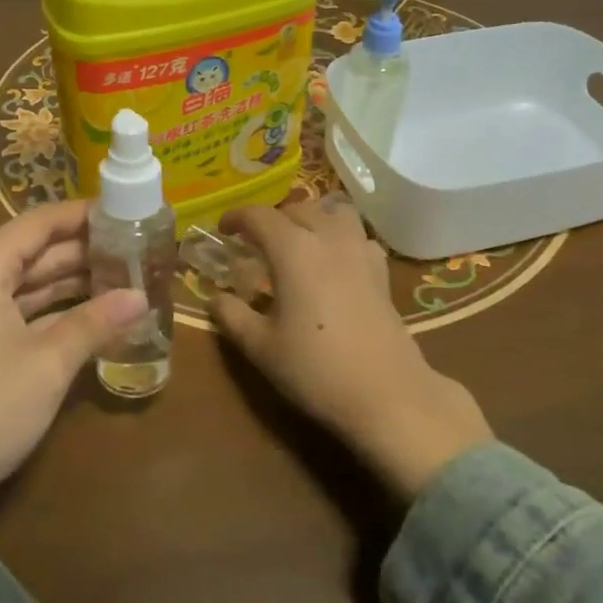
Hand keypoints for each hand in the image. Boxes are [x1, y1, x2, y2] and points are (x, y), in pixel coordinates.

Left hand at [0, 200, 147, 518]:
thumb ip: (96, 322)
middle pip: (36, 251)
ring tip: (127, 276)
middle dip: (85, 250)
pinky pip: (25, 311)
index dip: (83, 214)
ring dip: (75, 281)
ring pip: (32, 283)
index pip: (39, 223)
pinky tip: (98, 314)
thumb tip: (142, 297)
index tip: (126, 211)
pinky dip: (59, 311)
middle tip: (137, 247)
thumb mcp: (49, 361)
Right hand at [210, 195, 491, 499]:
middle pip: (298, 208)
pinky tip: (334, 261)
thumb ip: (232, 316)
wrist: (386, 394)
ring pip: (334, 211)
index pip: (259, 216)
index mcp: (293, 249)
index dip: (237, 218)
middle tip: (256, 243)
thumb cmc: (315, 368)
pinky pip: (358, 235)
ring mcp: (360, 251)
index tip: (223, 229)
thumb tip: (216, 298)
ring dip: (312, 217)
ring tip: (298, 241)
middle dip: (273, 219)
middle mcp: (328, 237)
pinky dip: (341, 236)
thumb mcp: (260, 346)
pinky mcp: (381, 270)